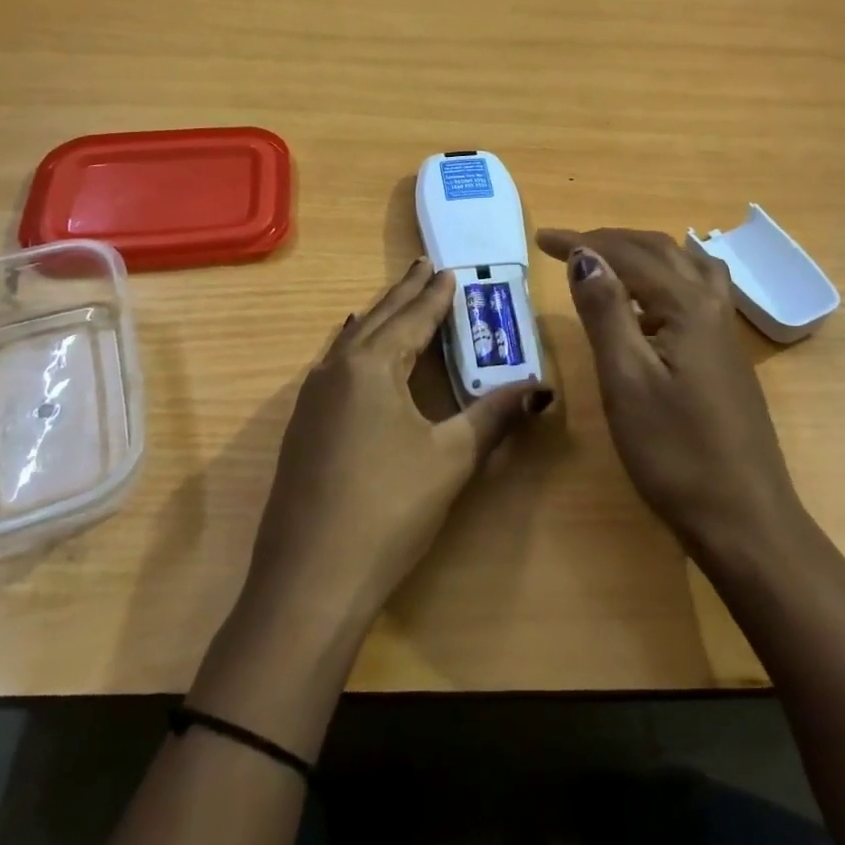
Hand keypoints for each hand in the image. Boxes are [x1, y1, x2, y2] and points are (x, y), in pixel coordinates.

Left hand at [242, 260, 551, 638]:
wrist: (310, 577)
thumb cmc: (388, 507)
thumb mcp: (450, 458)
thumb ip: (494, 416)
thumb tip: (542, 387)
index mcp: (370, 366)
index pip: (411, 319)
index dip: (435, 297)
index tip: (449, 271)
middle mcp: (335, 370)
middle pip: (376, 320)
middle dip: (403, 294)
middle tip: (423, 267)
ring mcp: (312, 399)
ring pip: (350, 341)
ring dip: (378, 318)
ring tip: (395, 302)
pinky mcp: (302, 427)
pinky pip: (335, 366)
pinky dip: (356, 347)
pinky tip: (357, 355)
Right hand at [536, 227, 801, 561]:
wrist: (743, 517)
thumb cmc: (675, 452)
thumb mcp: (626, 381)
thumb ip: (605, 312)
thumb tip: (586, 255)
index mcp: (687, 306)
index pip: (628, 255)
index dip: (583, 242)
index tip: (541, 240)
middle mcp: (712, 306)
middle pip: (660, 250)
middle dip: (610, 241)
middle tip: (565, 246)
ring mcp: (725, 331)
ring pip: (685, 265)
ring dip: (643, 252)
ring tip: (608, 259)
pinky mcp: (727, 355)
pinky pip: (698, 288)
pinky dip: (667, 274)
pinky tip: (654, 299)